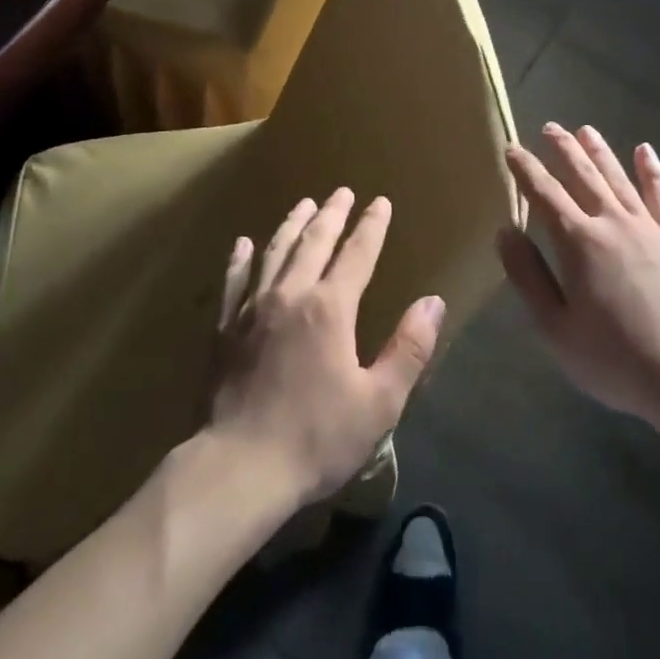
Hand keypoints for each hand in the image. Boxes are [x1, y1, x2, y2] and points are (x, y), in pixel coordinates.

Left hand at [208, 189, 445, 507]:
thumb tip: (433, 301)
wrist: (239, 467)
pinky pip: (234, 281)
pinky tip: (243, 243)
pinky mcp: (225, 329)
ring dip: (292, 224)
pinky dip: (241, 259)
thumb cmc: (316, 437)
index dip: (371, 226)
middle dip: (332, 213)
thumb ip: (408, 349)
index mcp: (330, 308)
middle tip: (342, 191)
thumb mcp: (378, 402)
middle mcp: (291, 294)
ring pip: (275, 252)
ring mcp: (252, 308)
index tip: (380, 201)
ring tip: (303, 204)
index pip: (357, 254)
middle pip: (314, 242)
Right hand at [498, 124, 659, 435]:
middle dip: (563, 150)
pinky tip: (645, 151)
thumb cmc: (615, 359)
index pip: (544, 194)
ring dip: (600, 151)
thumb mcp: (555, 329)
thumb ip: (528, 276)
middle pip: (583, 175)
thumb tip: (505, 232)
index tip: (511, 149)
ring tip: (585, 129)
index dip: (526, 169)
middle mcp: (612, 222)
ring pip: (619, 178)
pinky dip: (653, 171)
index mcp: (578, 242)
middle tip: (549, 128)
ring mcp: (650, 228)